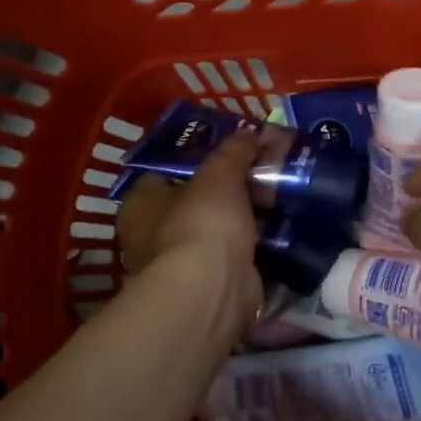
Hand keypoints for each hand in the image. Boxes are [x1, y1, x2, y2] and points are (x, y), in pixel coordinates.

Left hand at [116, 132, 263, 327]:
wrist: (214, 288)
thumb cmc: (201, 221)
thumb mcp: (220, 173)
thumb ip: (234, 151)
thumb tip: (249, 132)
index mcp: (140, 205)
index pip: (163, 173)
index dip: (194, 160)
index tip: (227, 152)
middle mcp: (151, 237)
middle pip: (192, 203)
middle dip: (225, 193)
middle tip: (259, 173)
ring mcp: (181, 266)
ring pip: (216, 232)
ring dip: (242, 221)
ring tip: (277, 197)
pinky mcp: (210, 287)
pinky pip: (234, 258)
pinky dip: (253, 248)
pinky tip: (280, 230)